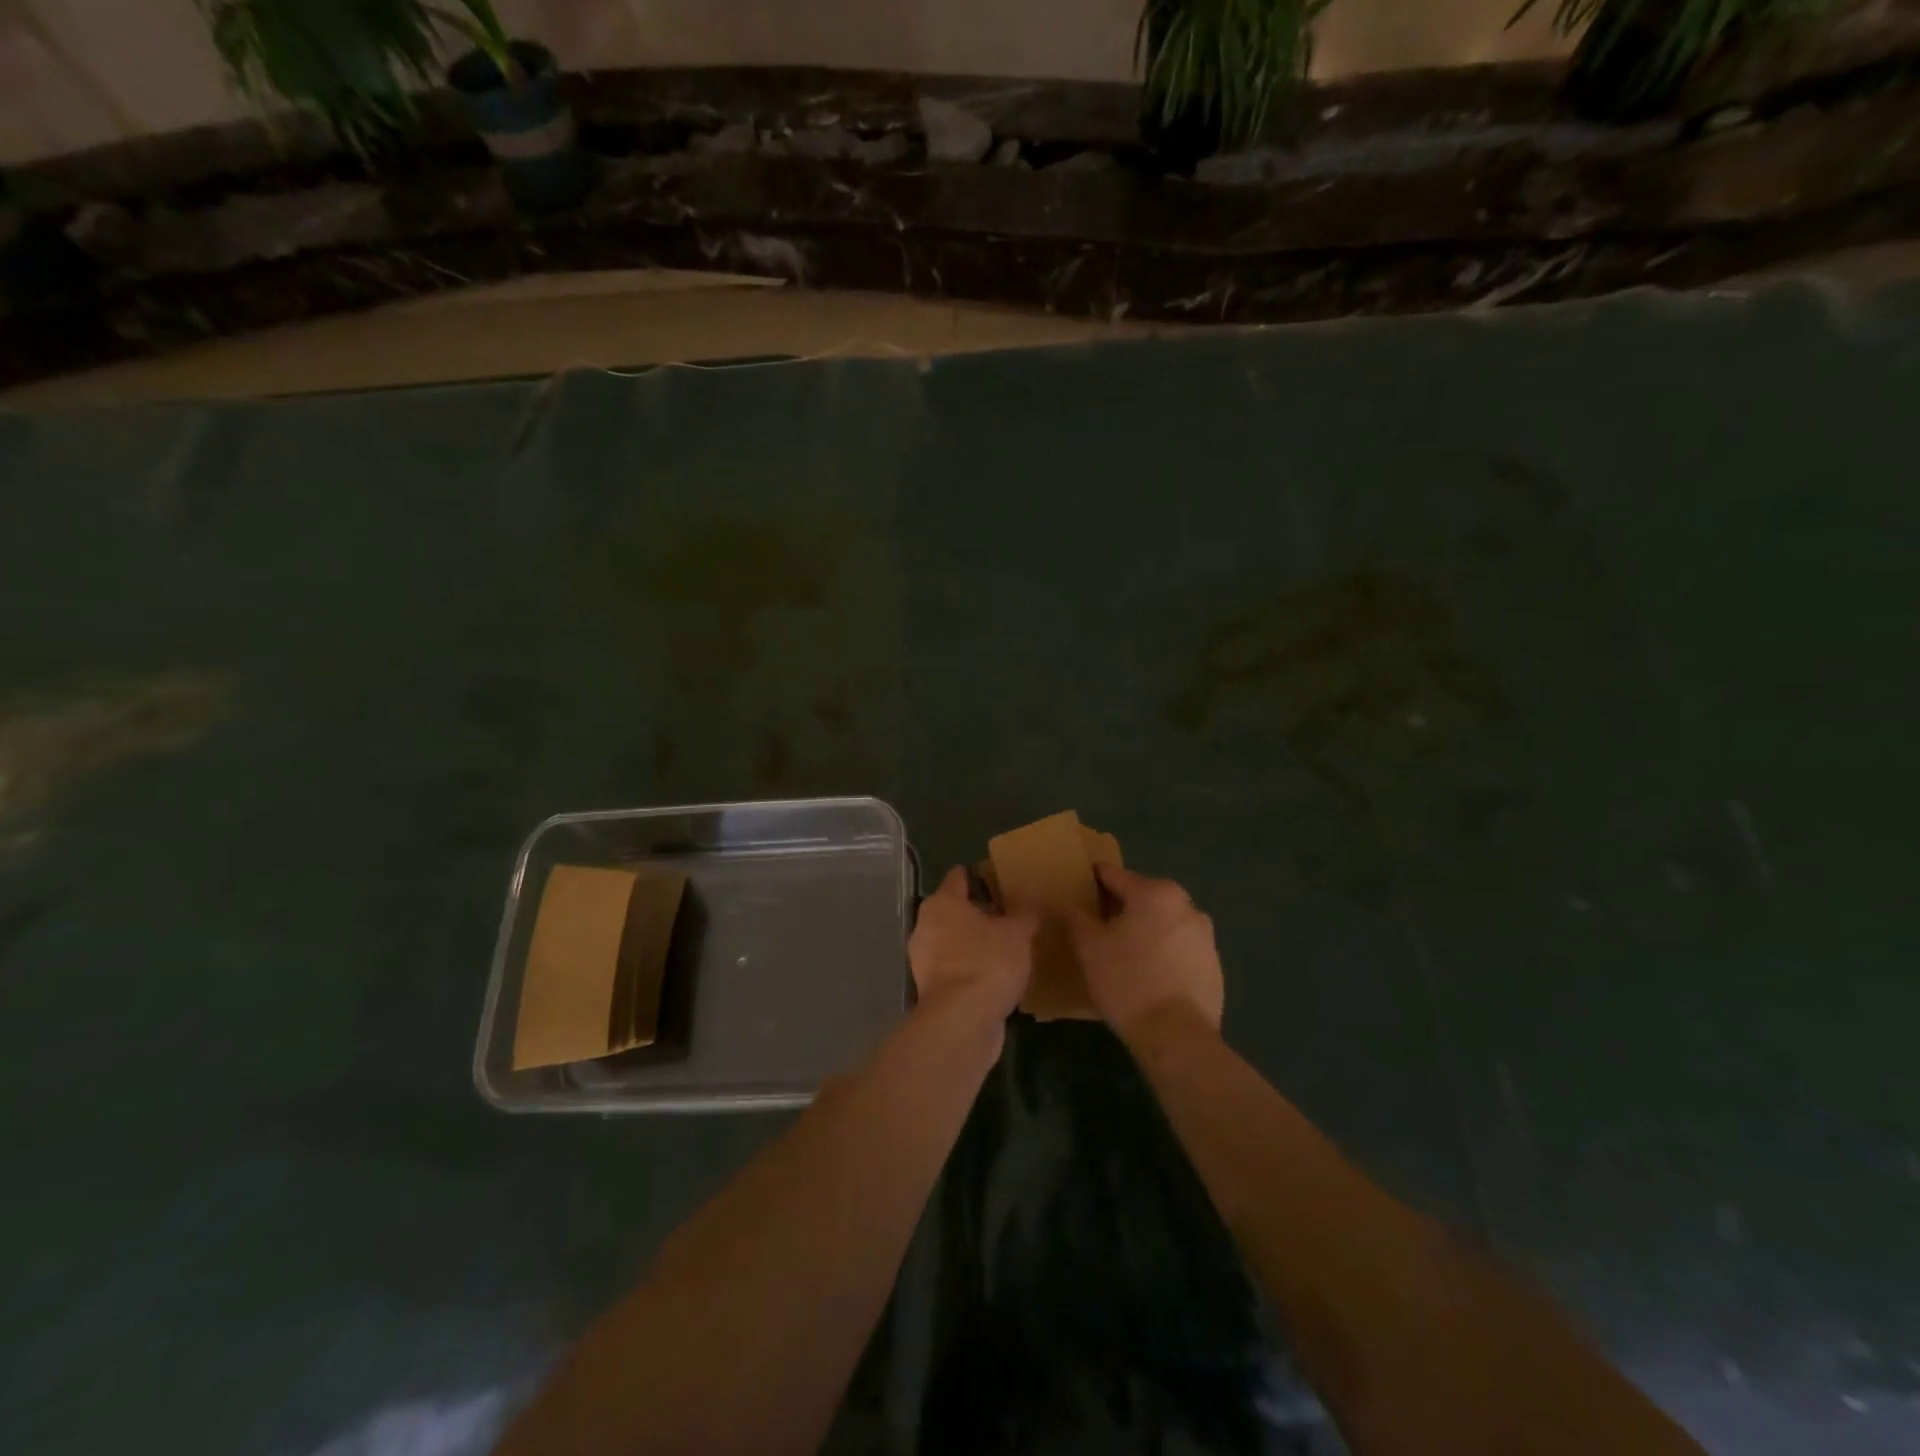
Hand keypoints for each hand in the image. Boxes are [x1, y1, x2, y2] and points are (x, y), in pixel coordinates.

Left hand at [909, 866, 1036, 1025]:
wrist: (962, 1021)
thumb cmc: (988, 962)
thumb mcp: (1018, 933)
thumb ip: (1025, 914)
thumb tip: (1031, 902)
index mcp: (943, 903)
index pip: (957, 878)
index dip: (976, 875)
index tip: (993, 877)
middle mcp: (926, 926)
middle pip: (953, 911)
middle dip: (976, 912)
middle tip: (1006, 913)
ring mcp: (924, 960)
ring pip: (951, 941)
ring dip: (972, 942)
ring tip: (1004, 945)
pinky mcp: (930, 990)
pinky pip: (954, 969)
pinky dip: (970, 968)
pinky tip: (993, 974)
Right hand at [1068, 865, 1223, 1044]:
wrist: (1176, 1036)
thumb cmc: (1127, 981)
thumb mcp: (1089, 948)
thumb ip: (1076, 918)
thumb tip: (1069, 905)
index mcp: (1155, 893)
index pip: (1114, 876)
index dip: (1093, 881)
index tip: (1079, 890)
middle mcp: (1186, 906)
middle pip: (1144, 897)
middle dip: (1122, 908)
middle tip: (1099, 928)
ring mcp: (1205, 937)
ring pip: (1165, 923)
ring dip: (1146, 931)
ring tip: (1125, 955)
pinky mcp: (1215, 966)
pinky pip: (1181, 949)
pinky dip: (1165, 954)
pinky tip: (1150, 977)